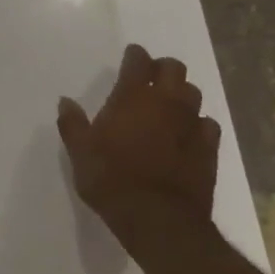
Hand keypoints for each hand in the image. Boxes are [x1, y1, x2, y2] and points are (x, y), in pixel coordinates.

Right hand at [58, 44, 220, 250]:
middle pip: (174, 69)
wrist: (158, 218)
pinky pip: (207, 124)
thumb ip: (72, 123)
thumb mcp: (80, 151)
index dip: (135, 55)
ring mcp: (191, 125)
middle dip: (163, 68)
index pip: (138, 62)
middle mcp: (165, 103)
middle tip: (151, 77)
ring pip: (194, 94)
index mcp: (132, 98)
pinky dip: (197, 123)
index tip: (132, 55)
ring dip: (181, 93)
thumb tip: (65, 101)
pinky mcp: (209, 149)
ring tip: (169, 103)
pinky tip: (188, 133)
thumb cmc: (111, 179)